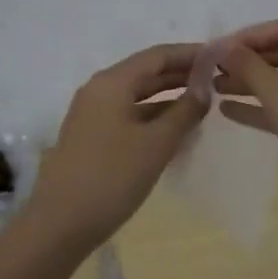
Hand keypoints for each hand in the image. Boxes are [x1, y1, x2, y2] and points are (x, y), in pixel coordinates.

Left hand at [21, 43, 208, 252]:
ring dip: (167, 96)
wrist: (59, 224)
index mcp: (112, 82)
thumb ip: (184, 112)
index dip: (188, 54)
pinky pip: (128, 114)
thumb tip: (204, 87)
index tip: (218, 56)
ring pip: (136, 95)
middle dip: (180, 74)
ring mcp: (92, 114)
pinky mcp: (91, 136)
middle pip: (145, 72)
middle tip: (216, 78)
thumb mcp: (156, 144)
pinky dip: (153, 116)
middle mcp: (99, 90)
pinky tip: (174, 129)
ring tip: (201, 102)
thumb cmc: (111, 177)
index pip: (156, 55)